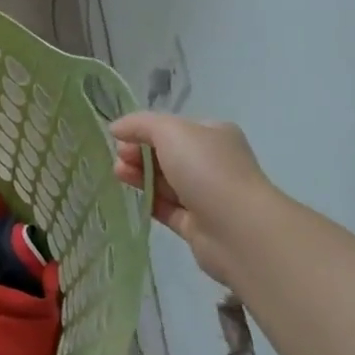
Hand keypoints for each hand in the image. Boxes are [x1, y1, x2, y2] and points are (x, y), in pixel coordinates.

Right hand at [110, 113, 274, 288]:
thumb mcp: (170, 131)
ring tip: (118, 174)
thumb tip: (116, 128)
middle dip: (139, 153)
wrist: (238, 229)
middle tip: (119, 158)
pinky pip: (168, 209)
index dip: (145, 131)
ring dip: (141, 175)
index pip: (175, 128)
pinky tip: (132, 197)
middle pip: (168, 155)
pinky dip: (150, 201)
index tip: (120, 138)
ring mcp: (207, 196)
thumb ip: (140, 125)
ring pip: (166, 182)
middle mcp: (214, 163)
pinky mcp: (197, 225)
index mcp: (214, 135)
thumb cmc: (206, 169)